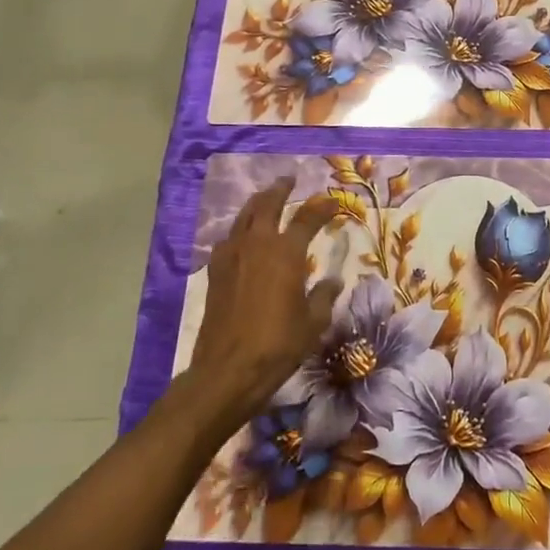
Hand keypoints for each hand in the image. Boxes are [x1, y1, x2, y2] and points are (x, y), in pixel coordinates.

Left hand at [188, 178, 339, 420]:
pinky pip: (229, 238)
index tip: (334, 202)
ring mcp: (232, 255)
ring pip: (244, 217)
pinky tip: (243, 237)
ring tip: (266, 199)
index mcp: (286, 252)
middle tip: (289, 180)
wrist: (228, 369)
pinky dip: (240, 230)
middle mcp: (258, 244)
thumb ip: (324, 295)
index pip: (308, 217)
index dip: (323, 207)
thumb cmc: (279, 344)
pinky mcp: (215, 271)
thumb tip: (333, 280)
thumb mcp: (313, 322)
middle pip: (268, 204)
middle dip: (280, 189)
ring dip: (257, 204)